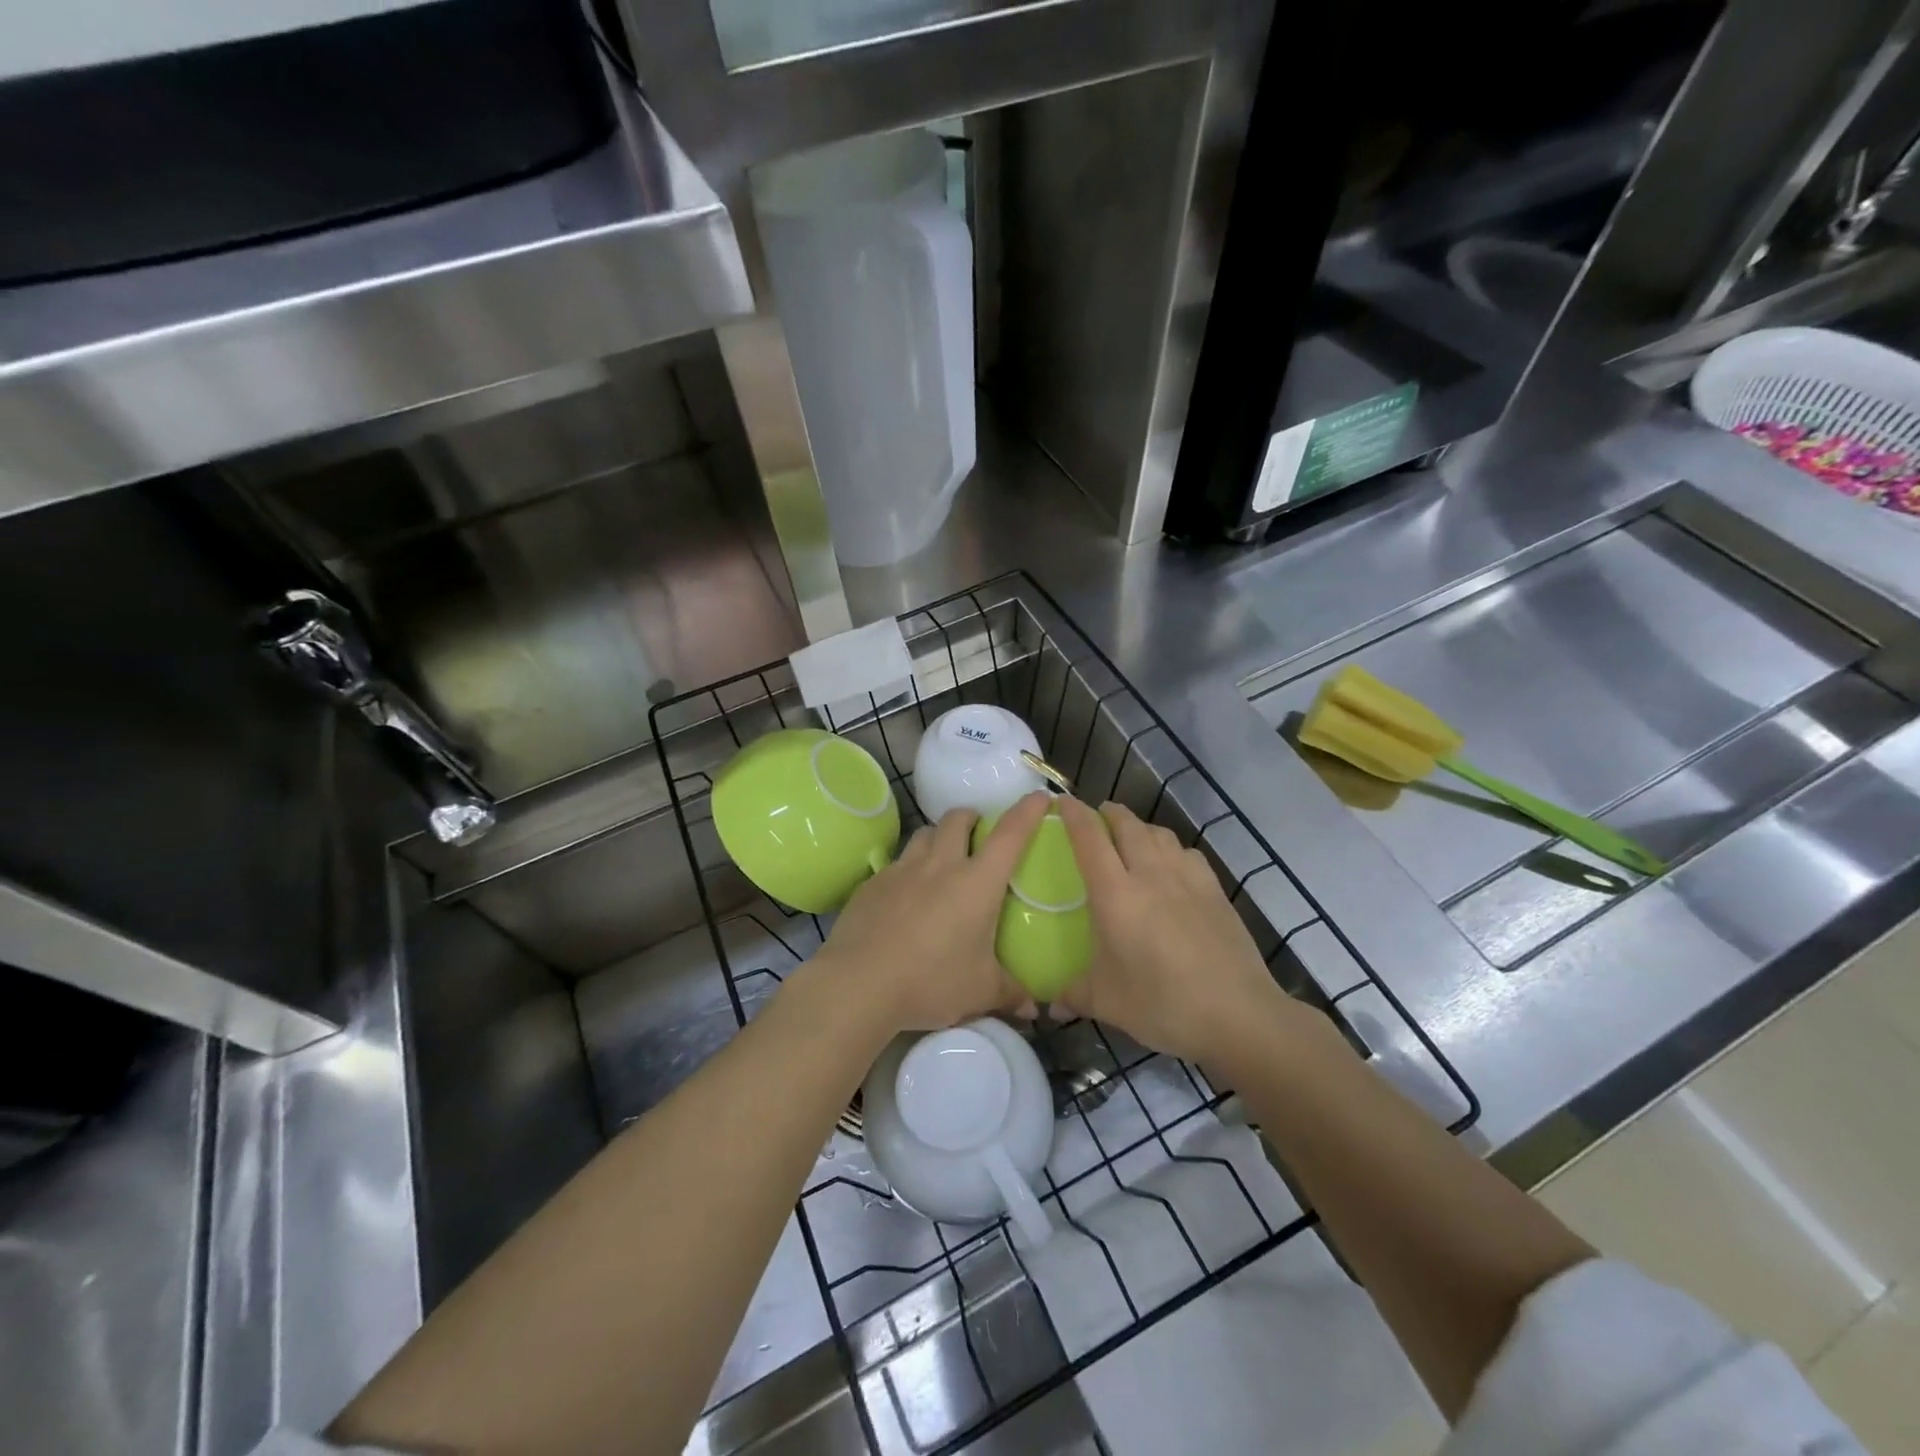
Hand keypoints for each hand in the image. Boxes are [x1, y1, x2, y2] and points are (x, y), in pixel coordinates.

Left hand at [808, 791, 1052, 1035]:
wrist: (858, 984)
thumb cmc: (931, 982)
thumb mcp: (980, 992)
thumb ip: (1010, 993)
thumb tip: (1034, 1008)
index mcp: (977, 882)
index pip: (1009, 834)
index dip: (1027, 811)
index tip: (1039, 797)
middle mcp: (940, 865)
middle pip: (957, 818)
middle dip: (971, 817)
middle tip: (978, 833)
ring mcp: (902, 870)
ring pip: (923, 834)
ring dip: (937, 837)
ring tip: (941, 859)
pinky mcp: (872, 884)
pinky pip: (895, 863)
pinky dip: (907, 869)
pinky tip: (905, 896)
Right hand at [1056, 797, 1309, 1063]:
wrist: (1238, 1014)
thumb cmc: (1162, 1005)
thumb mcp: (1107, 1003)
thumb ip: (1073, 994)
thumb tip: (1050, 1004)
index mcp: (1115, 894)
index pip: (1088, 837)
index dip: (1072, 813)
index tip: (1060, 801)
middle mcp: (1150, 874)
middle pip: (1127, 824)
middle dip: (1108, 814)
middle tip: (1095, 820)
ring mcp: (1187, 878)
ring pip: (1159, 833)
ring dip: (1140, 828)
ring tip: (1131, 839)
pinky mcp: (1215, 890)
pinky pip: (1187, 853)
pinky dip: (1171, 849)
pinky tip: (1171, 868)